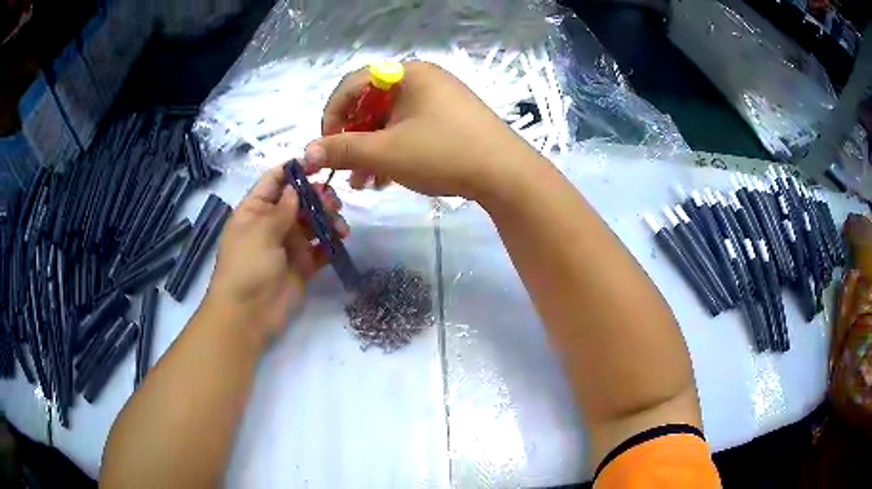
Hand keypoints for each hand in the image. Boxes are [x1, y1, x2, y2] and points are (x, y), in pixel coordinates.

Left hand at [202, 166, 347, 344]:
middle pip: (299, 200)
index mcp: (255, 210)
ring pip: (313, 223)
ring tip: (340, 226)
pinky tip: (340, 240)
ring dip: (328, 219)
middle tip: (334, 202)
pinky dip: (331, 243)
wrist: (248, 314)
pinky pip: (320, 248)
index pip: (275, 180)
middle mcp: (272, 223)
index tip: (320, 164)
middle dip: (318, 197)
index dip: (295, 170)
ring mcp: (288, 245)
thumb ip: (282, 208)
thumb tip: (296, 186)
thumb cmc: (247, 266)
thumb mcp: (260, 230)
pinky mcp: (303, 265)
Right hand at [303, 61, 539, 200]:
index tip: (325, 145)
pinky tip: (386, 178)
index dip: (332, 114)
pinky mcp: (450, 119)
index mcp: (407, 73)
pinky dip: (394, 150)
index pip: (353, 83)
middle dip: (353, 138)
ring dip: (371, 150)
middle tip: (344, 168)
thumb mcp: (386, 152)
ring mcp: (439, 99)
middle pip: (372, 103)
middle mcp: (423, 79)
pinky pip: (410, 128)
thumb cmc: (443, 153)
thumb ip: (343, 150)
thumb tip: (306, 154)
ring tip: (363, 183)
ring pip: (391, 120)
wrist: (506, 175)